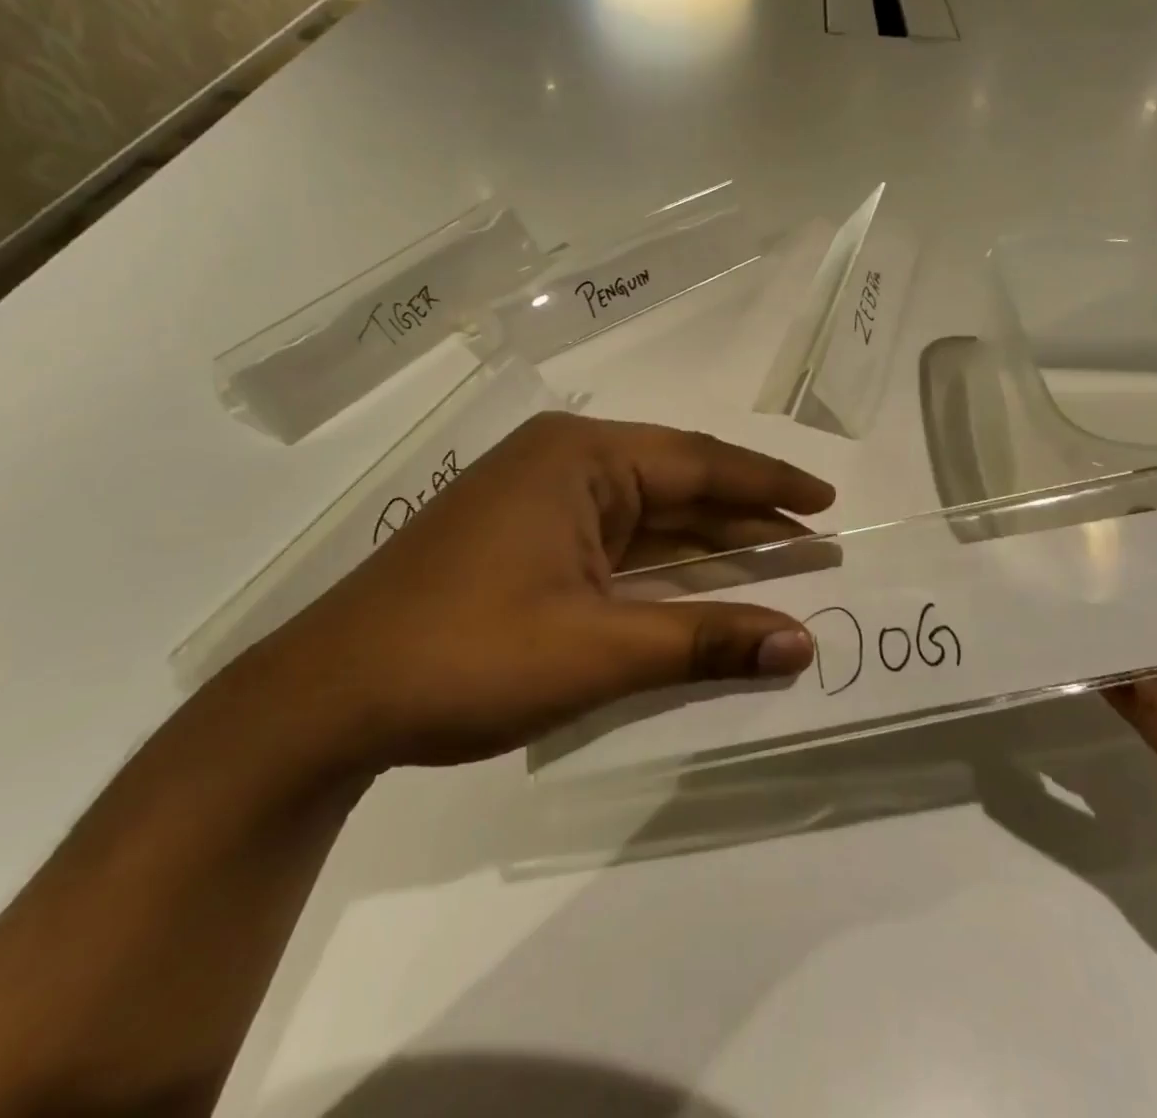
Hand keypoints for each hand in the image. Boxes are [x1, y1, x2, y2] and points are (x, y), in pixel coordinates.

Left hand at [252, 413, 834, 766]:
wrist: (330, 698)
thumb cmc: (467, 655)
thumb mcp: (597, 649)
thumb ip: (703, 639)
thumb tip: (802, 644)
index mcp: (580, 458)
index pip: (700, 462)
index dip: (769, 484)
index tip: (827, 501)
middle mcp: (564, 465)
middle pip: (678, 486)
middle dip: (747, 518)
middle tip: (816, 543)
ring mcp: (542, 503)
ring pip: (648, 518)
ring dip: (709, 545)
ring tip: (779, 564)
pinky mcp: (527, 542)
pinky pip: (617, 546)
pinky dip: (664, 569)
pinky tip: (704, 589)